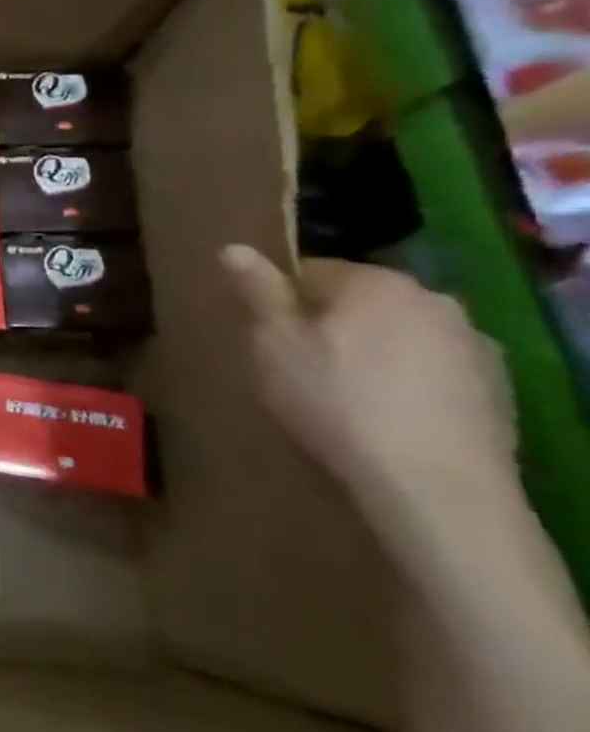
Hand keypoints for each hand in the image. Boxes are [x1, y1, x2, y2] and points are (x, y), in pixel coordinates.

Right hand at [222, 245, 520, 542]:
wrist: (433, 484)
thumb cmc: (334, 400)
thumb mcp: (273, 343)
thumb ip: (258, 292)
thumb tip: (234, 247)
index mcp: (376, 282)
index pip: (313, 271)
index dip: (282, 301)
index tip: (268, 336)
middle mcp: (433, 299)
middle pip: (361, 302)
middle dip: (331, 325)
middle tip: (299, 367)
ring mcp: (473, 345)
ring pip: (400, 336)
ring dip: (372, 353)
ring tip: (344, 397)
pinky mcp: (496, 389)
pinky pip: (433, 371)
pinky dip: (408, 383)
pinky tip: (387, 417)